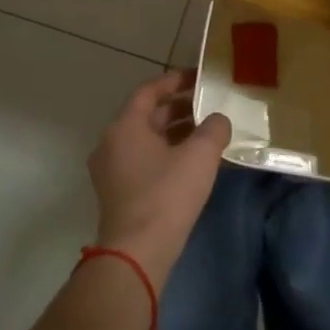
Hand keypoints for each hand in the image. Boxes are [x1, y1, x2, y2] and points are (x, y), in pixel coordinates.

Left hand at [86, 70, 231, 290]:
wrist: (137, 252)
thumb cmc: (166, 195)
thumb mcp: (200, 156)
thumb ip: (214, 129)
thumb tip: (218, 120)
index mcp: (125, 126)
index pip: (149, 91)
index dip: (175, 80)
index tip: (199, 77)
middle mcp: (111, 142)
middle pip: (147, 115)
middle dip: (179, 108)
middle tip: (209, 105)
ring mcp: (111, 169)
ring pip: (146, 139)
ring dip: (174, 132)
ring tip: (206, 132)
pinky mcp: (117, 192)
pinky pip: (143, 159)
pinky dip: (166, 152)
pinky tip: (192, 162)